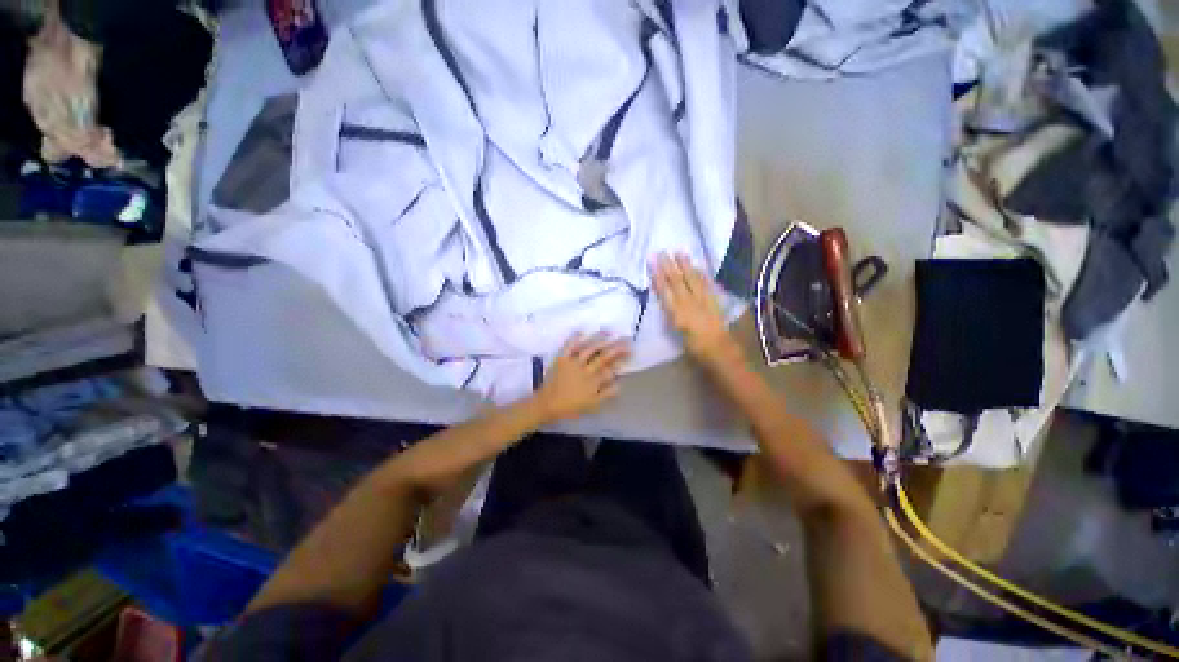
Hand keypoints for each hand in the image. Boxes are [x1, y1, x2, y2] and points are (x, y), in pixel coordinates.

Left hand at [536, 333, 629, 422]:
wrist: (547, 405)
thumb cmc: (571, 407)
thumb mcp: (592, 405)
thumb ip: (606, 394)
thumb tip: (619, 383)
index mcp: (593, 382)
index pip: (610, 369)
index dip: (620, 361)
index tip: (629, 353)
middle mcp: (585, 370)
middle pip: (603, 357)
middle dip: (616, 349)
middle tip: (626, 341)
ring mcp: (573, 363)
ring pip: (589, 349)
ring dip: (599, 340)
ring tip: (609, 332)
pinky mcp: (562, 359)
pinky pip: (568, 347)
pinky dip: (574, 338)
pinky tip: (581, 331)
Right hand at [652, 252, 735, 364]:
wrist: (718, 350)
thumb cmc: (693, 346)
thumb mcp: (677, 331)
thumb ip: (672, 313)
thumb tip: (665, 296)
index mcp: (677, 311)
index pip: (665, 289)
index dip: (657, 275)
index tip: (652, 262)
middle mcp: (689, 302)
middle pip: (677, 281)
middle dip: (669, 266)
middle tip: (662, 252)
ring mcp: (703, 299)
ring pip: (692, 279)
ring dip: (685, 265)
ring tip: (680, 252)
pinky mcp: (714, 300)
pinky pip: (707, 284)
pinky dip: (702, 274)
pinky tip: (699, 267)